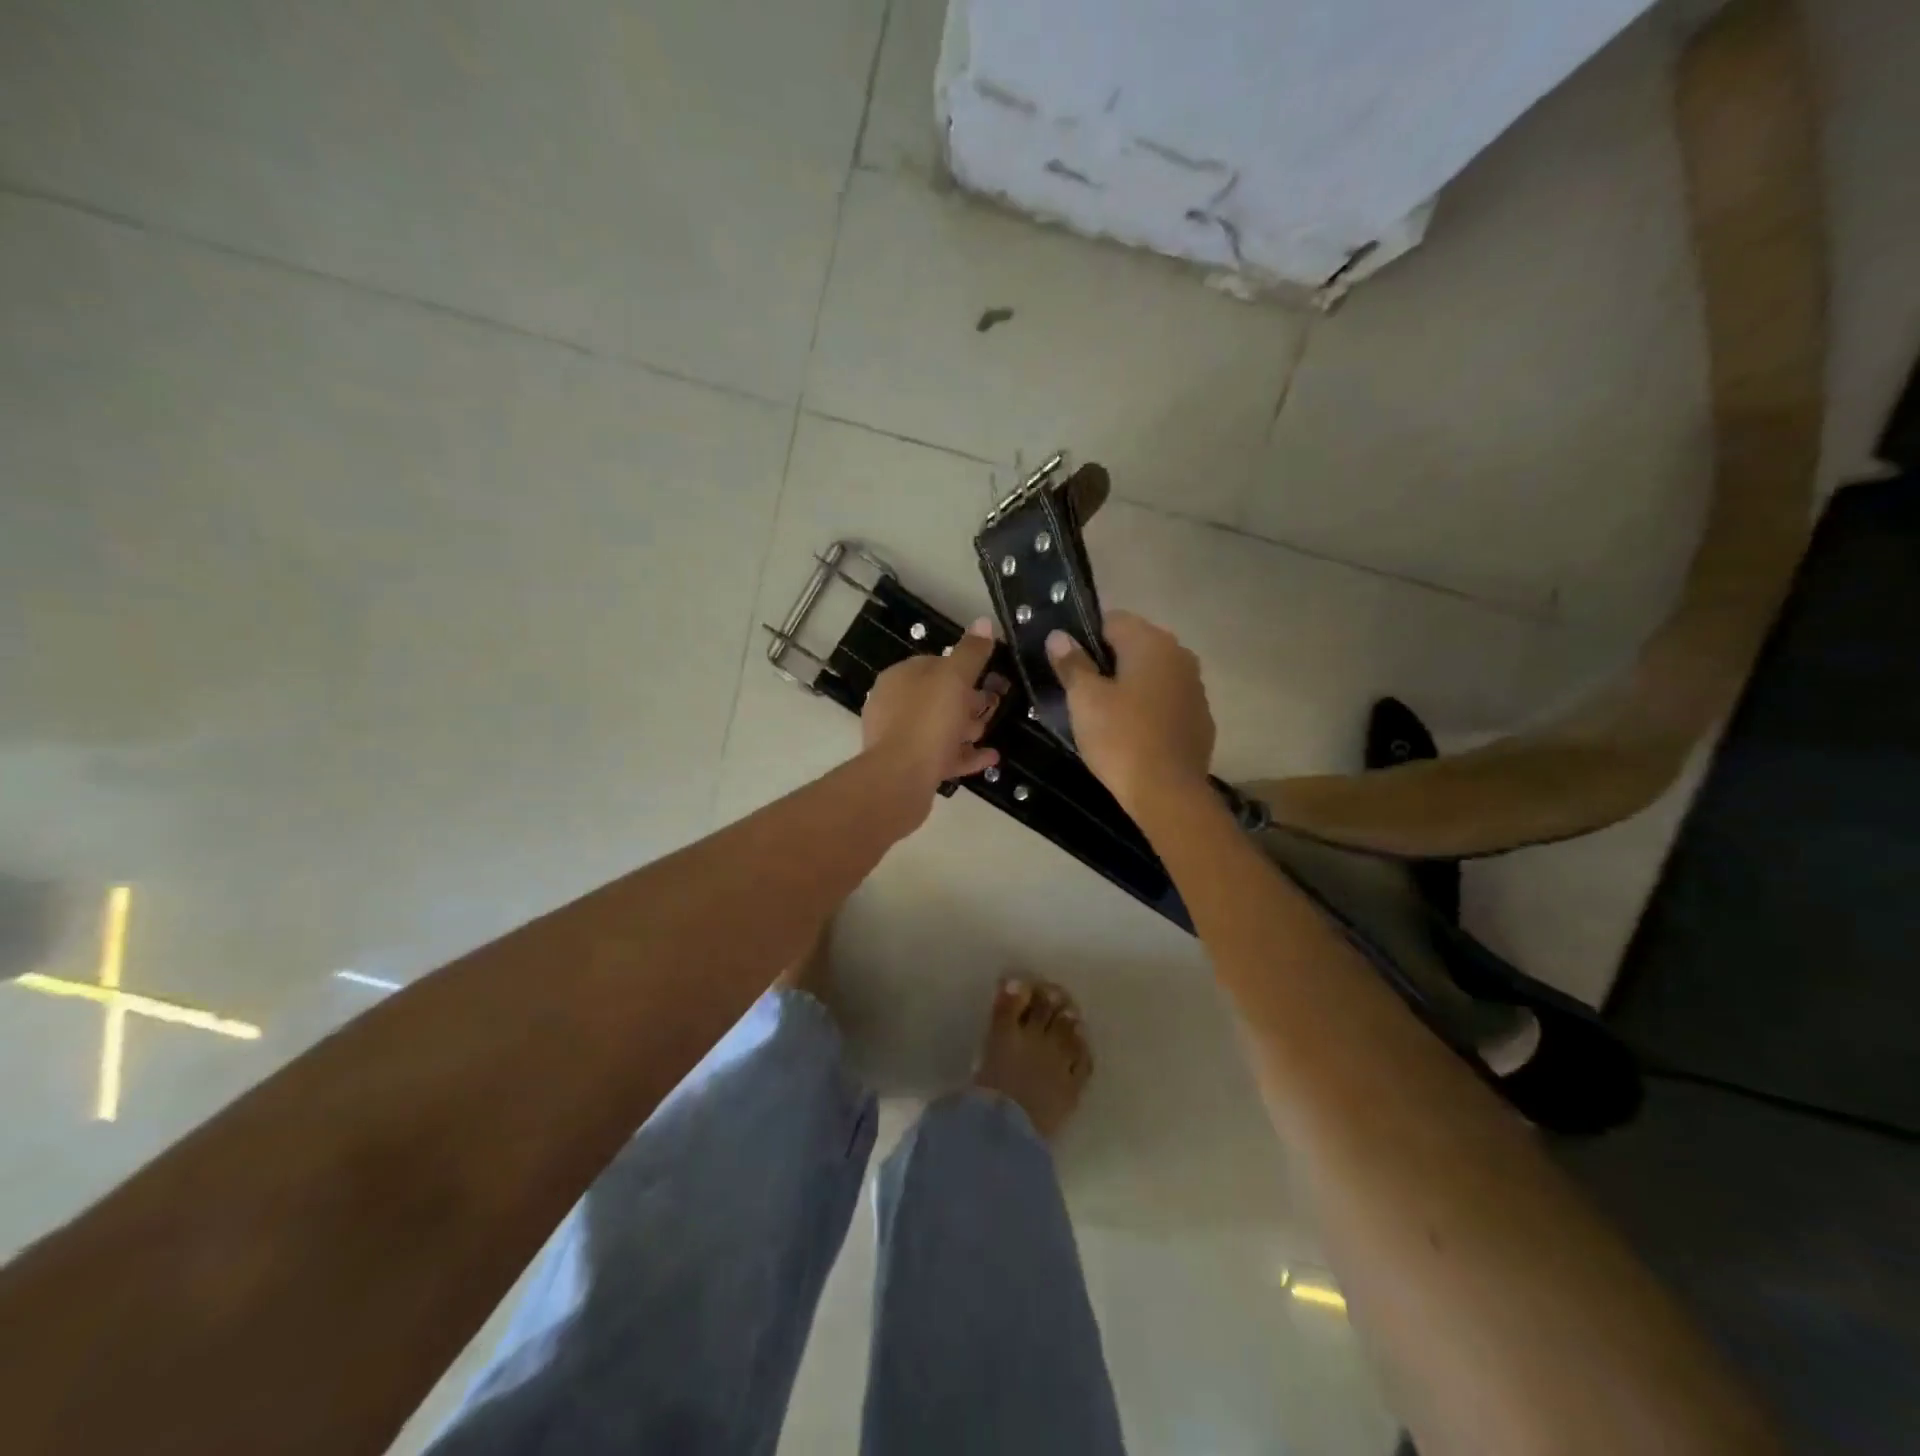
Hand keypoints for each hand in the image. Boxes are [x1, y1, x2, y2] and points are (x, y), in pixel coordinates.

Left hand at [861, 617, 1003, 822]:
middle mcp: (894, 705)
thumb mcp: (954, 678)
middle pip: (938, 697)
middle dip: (968, 700)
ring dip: (967, 728)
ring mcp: (900, 738)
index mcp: (900, 678)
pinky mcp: (909, 767)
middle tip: (995, 705)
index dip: (963, 668)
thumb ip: (971, 652)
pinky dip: (965, 755)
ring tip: (991, 731)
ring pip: (940, 727)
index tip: (989, 676)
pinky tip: (990, 758)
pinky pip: (942, 756)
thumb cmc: (927, 720)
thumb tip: (983, 621)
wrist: (899, 780)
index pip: (934, 663)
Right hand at [1046, 611, 1215, 815]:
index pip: (1113, 620)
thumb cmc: (1120, 738)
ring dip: (1131, 686)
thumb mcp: (1084, 700)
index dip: (1086, 638)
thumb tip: (1059, 636)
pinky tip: (1133, 734)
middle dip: (1109, 663)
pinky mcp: (1201, 719)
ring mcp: (1195, 688)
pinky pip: (1168, 702)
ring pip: (1153, 675)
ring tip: (1106, 715)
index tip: (1069, 665)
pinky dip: (1150, 709)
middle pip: (1135, 646)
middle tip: (1082, 692)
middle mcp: (1180, 655)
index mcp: (1151, 643)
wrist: (1168, 793)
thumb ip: (1072, 663)